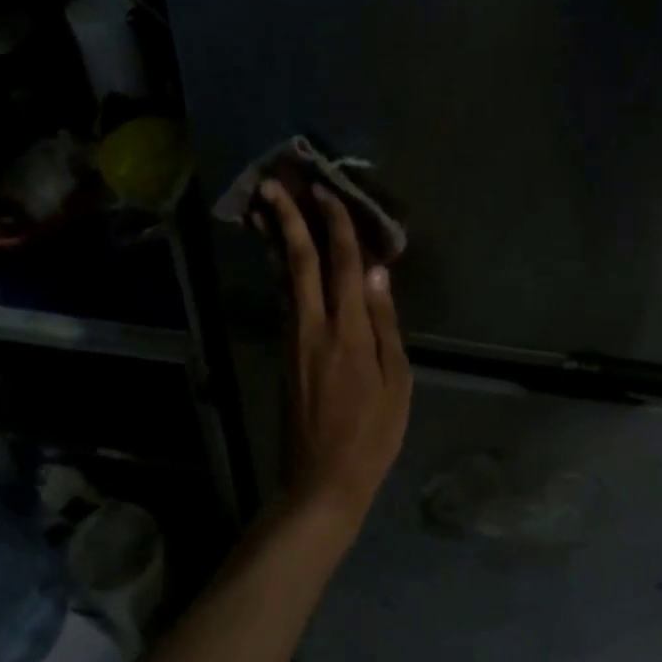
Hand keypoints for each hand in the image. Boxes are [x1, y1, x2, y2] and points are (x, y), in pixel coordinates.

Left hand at [255, 178, 411, 526]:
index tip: (326, 191)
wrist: (320, 479)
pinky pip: (282, 298)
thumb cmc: (372, 434)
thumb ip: (384, 323)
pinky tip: (278, 256)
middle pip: (298, 261)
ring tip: (264, 207)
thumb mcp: (396, 382)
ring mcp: (291, 338)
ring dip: (275, 239)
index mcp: (347, 332)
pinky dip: (280, 269)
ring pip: (282, 277)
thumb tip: (376, 273)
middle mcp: (312, 326)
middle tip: (273, 182)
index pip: (340, 265)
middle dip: (286, 219)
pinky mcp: (282, 352)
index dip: (334, 225)